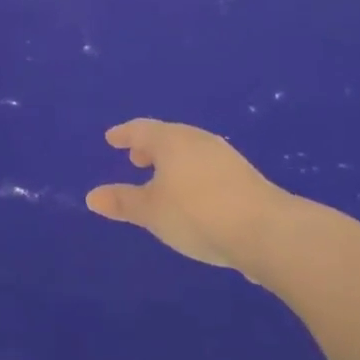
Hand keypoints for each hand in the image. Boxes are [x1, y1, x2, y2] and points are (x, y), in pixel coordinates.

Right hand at [86, 119, 295, 271]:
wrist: (267, 231)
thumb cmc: (197, 214)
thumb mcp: (152, 212)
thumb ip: (123, 202)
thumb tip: (92, 196)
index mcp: (170, 140)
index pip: (140, 129)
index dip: (124, 134)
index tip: (112, 139)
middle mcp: (196, 140)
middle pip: (167, 136)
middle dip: (149, 147)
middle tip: (135, 159)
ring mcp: (224, 156)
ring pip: (190, 151)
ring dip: (173, 162)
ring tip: (163, 180)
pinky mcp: (244, 176)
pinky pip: (208, 167)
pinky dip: (192, 174)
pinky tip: (194, 196)